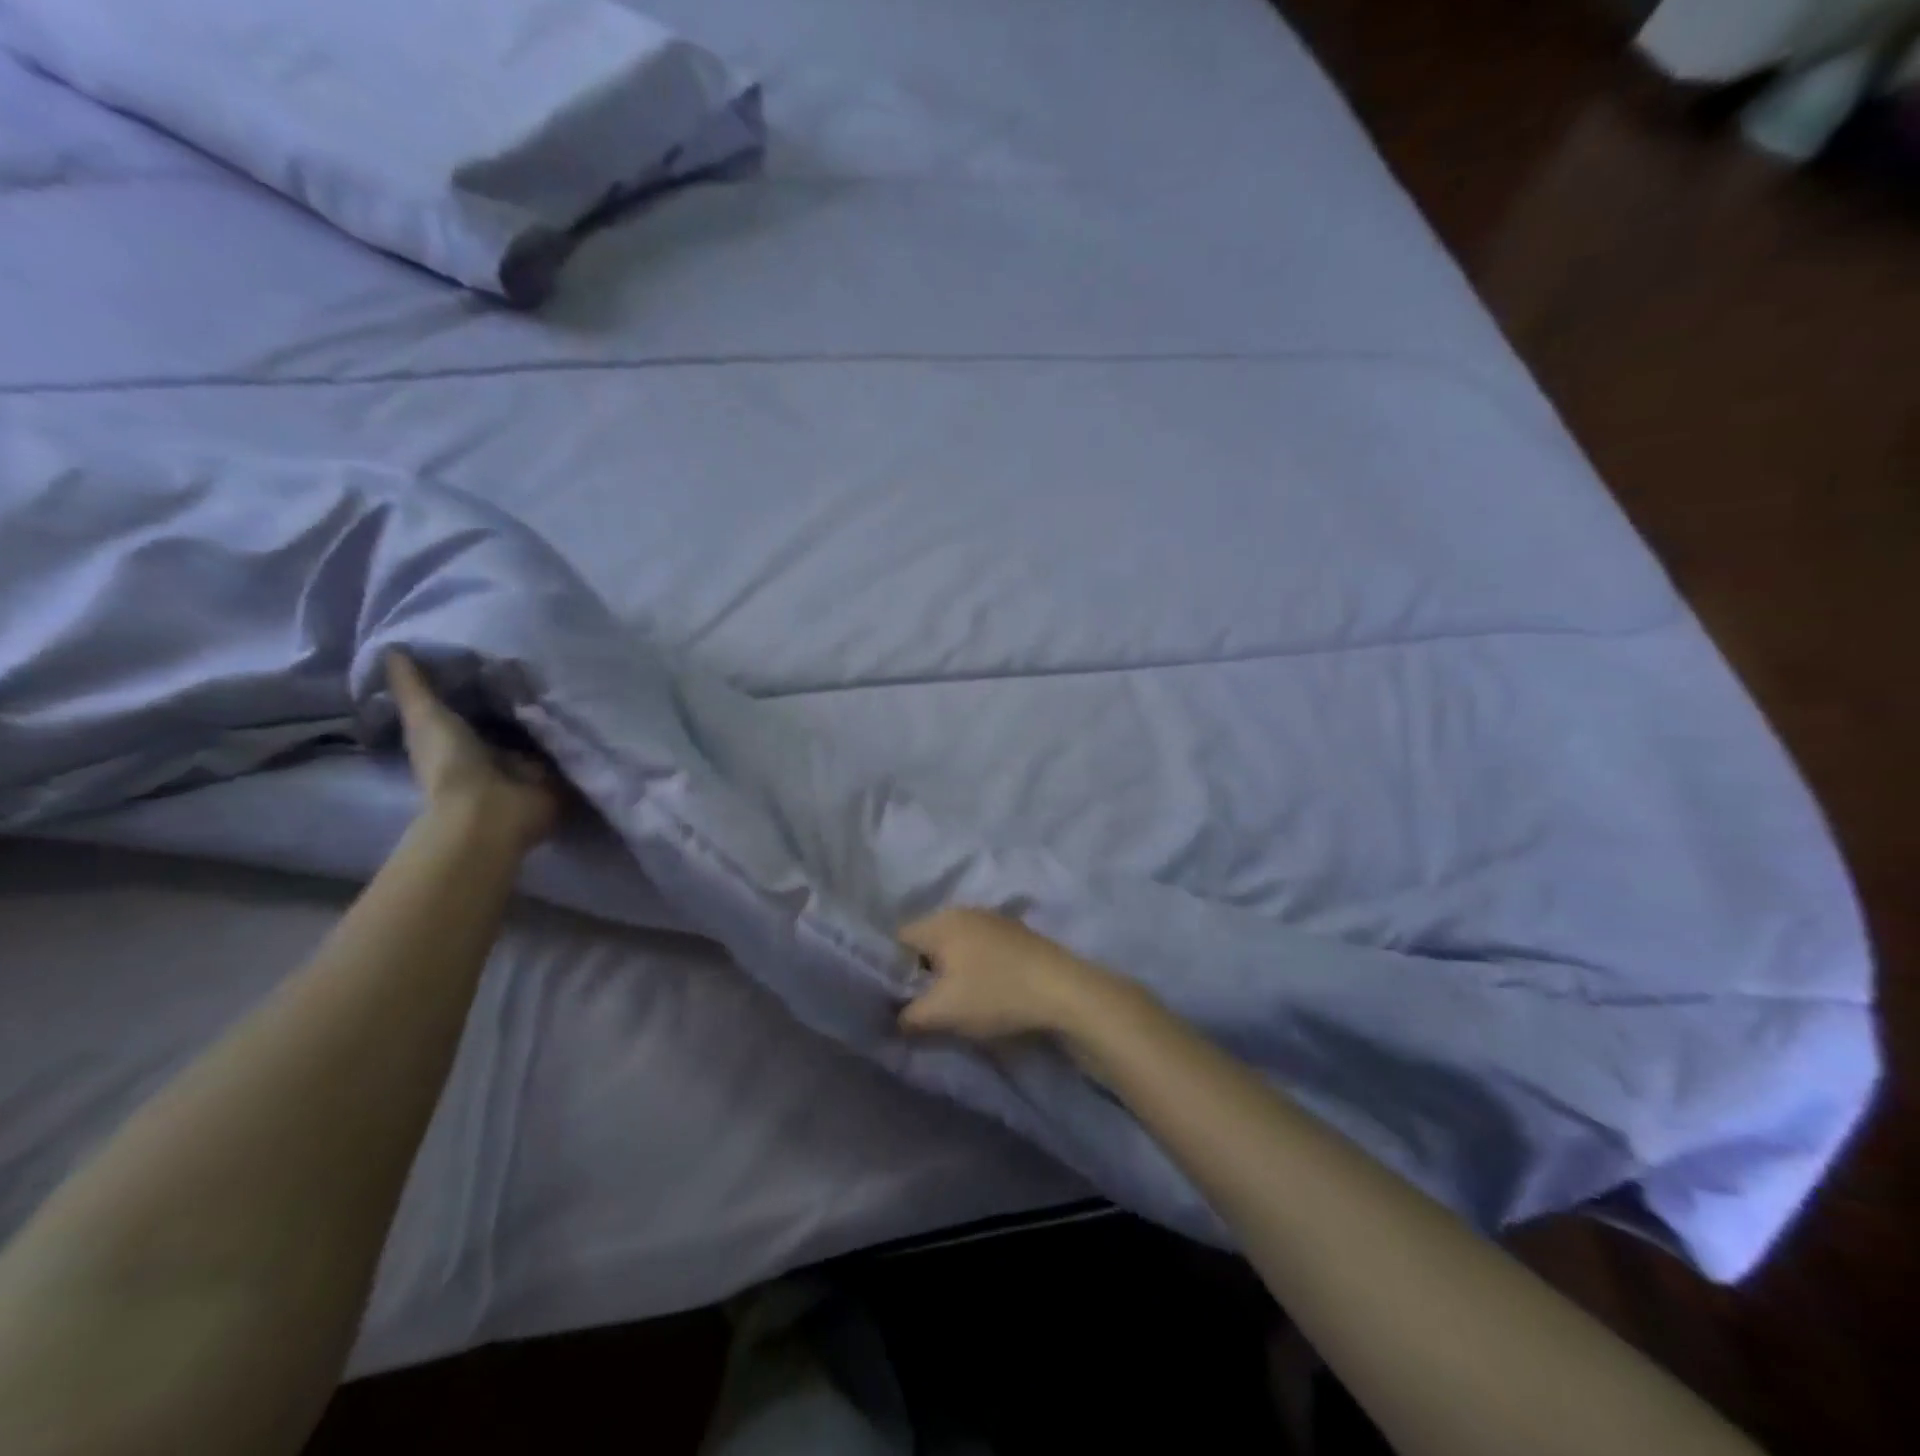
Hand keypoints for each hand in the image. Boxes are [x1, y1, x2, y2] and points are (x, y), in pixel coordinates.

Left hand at [385, 651, 560, 850]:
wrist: (493, 810)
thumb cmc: (452, 764)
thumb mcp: (425, 716)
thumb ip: (413, 686)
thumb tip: (392, 647)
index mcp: (460, 738)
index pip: (475, 704)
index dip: (484, 681)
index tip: (501, 650)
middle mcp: (496, 752)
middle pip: (513, 718)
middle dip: (527, 696)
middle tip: (549, 658)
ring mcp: (530, 766)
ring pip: (544, 732)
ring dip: (557, 713)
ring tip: (578, 677)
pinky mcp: (561, 775)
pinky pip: (571, 747)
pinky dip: (580, 733)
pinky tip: (593, 705)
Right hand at [896, 908, 1134, 1041]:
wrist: (1064, 991)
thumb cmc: (995, 994)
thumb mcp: (941, 1013)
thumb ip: (906, 1016)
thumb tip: (893, 1019)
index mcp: (940, 921)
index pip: (897, 940)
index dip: (890, 971)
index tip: (898, 1000)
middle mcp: (963, 911)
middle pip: (926, 941)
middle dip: (921, 972)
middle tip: (924, 1005)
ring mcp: (992, 919)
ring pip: (954, 946)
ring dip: (949, 972)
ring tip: (955, 1003)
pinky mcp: (1015, 934)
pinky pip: (978, 949)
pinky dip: (973, 968)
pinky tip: (984, 992)